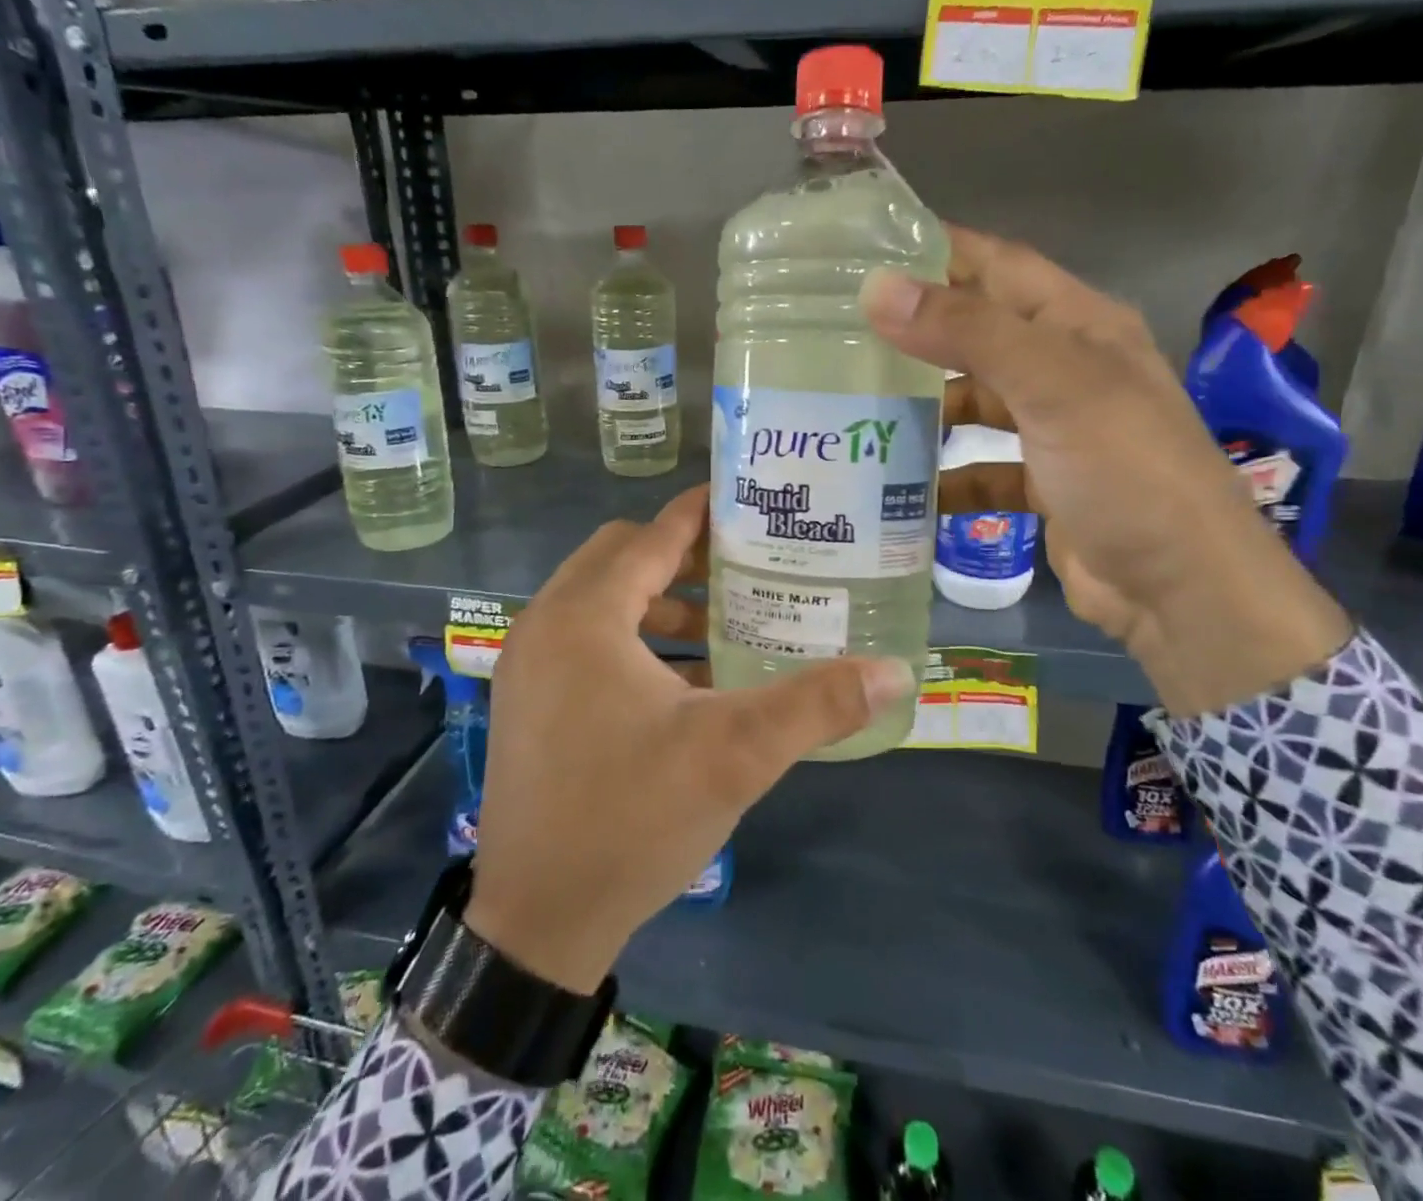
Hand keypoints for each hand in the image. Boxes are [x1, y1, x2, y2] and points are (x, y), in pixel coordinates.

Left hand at [464, 486, 913, 994]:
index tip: (746, 502)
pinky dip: (628, 638)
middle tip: (741, 568)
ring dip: (655, 600)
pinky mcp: (525, 699)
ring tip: (719, 626)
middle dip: (679, 556)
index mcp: (585, 617)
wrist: (538, 920)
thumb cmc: (633, 818)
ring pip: (597, 600)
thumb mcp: (735, 755)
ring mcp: (526, 663)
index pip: (651, 536)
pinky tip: (681, 680)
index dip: (699, 514)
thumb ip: (817, 704)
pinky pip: (580, 639)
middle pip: (618, 557)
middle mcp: (545, 624)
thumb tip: (897, 672)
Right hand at [863, 226, 1350, 714]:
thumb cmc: (1126, 470)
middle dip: (915, 334)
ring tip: (853, 409)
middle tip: (838, 336)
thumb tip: (878, 289)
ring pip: (974, 402)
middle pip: (977, 335)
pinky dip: (944, 477)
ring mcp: (1054, 429)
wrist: (1181, 589)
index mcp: (1078, 325)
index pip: (997, 265)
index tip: (863, 253)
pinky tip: (898, 489)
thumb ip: (969, 333)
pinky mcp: (1042, 483)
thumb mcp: (1053, 386)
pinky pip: (979, 468)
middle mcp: (1065, 368)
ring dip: (924, 407)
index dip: (936, 251)